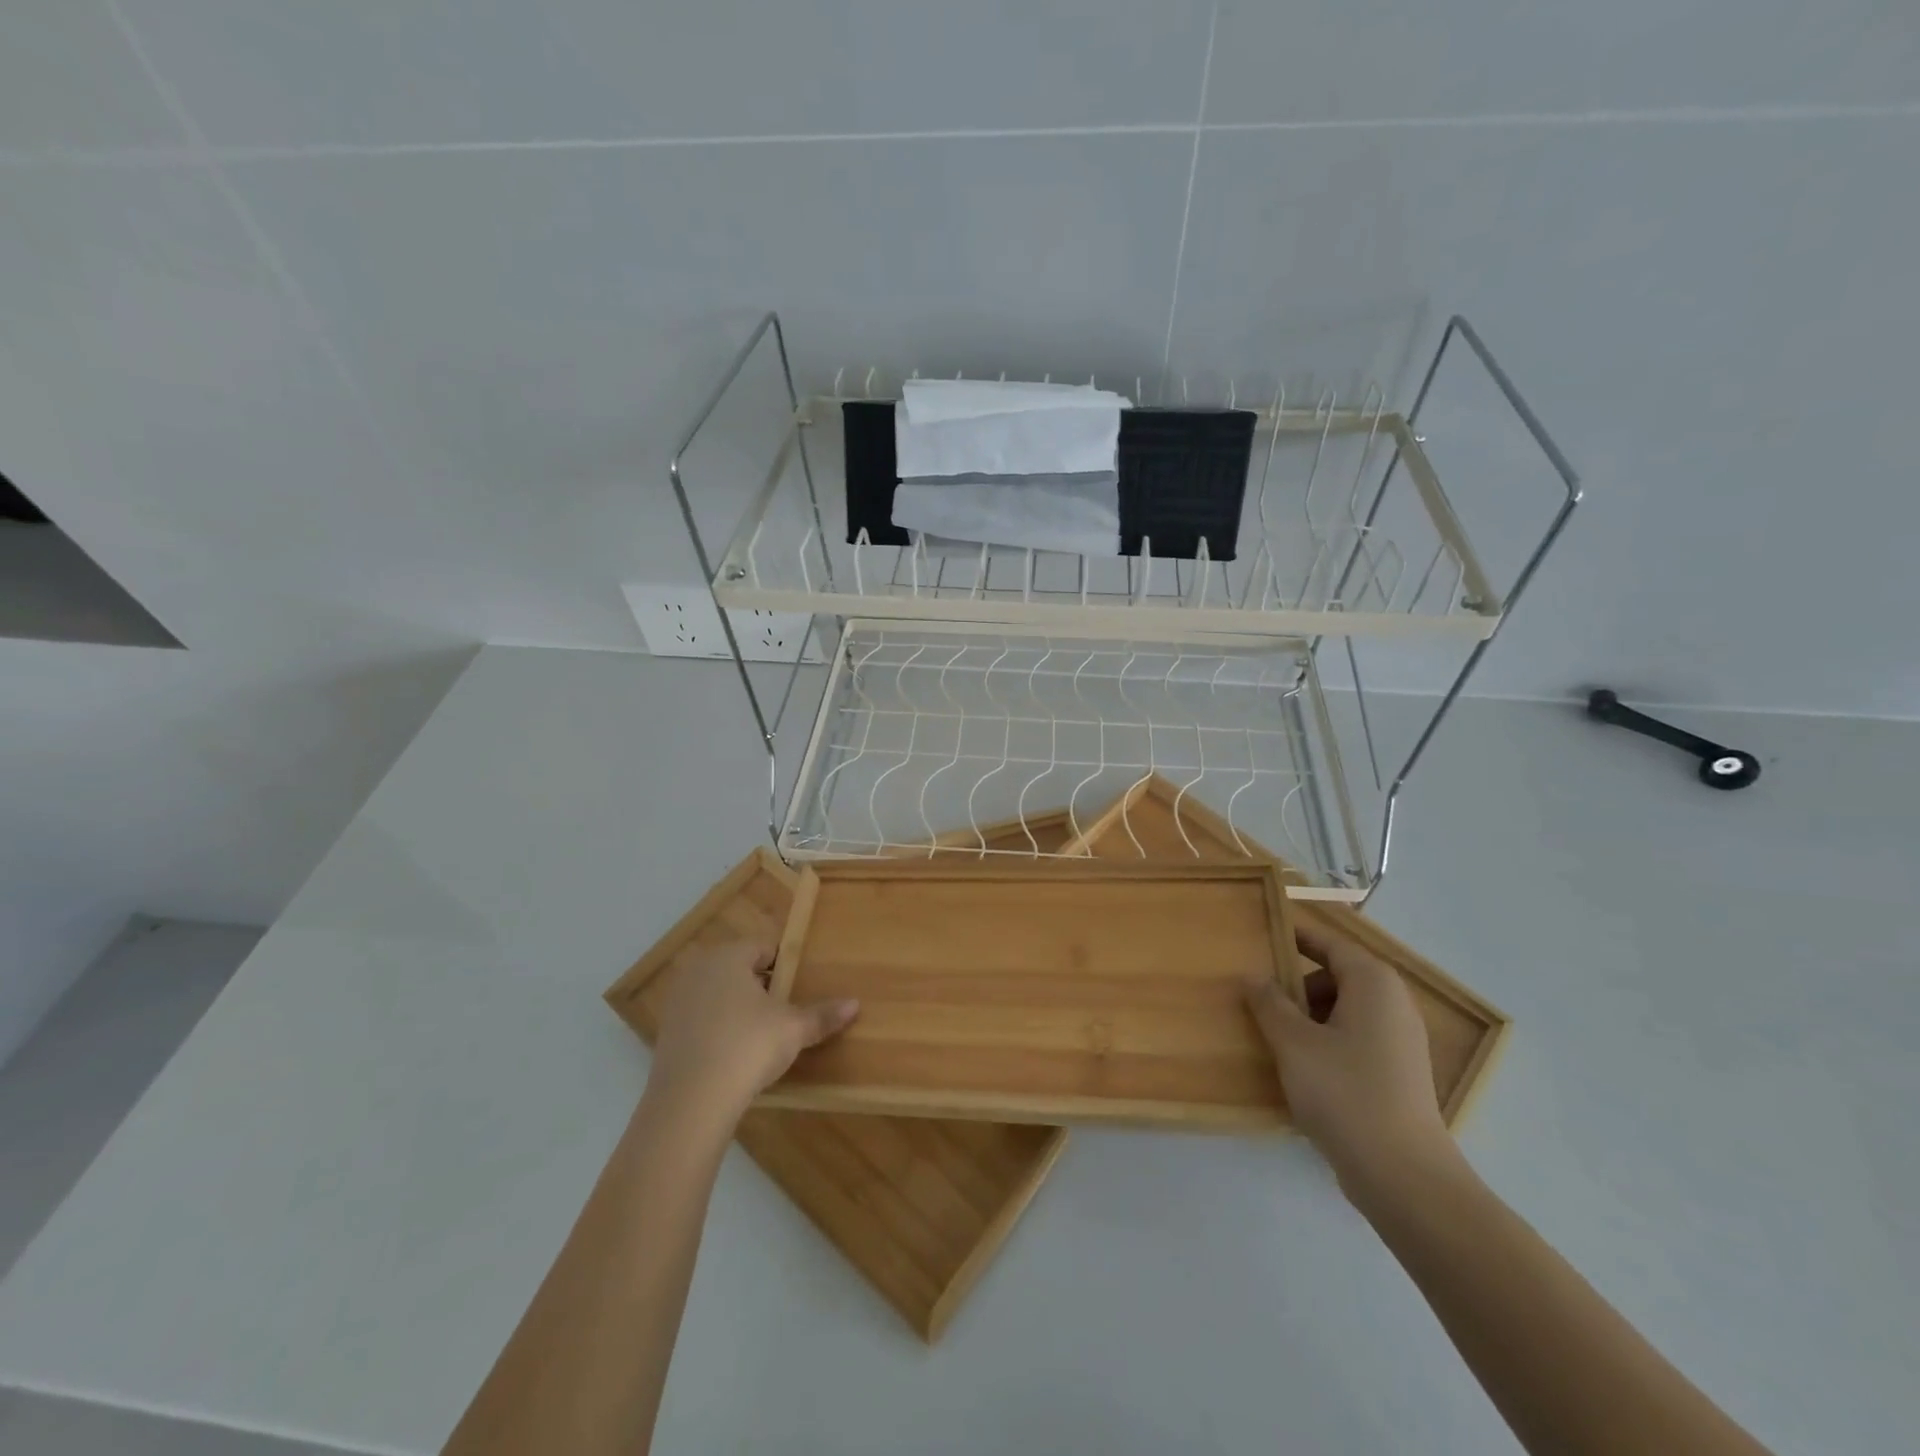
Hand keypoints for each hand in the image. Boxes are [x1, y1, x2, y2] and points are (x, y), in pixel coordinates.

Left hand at [647, 941, 858, 1120]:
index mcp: (728, 956)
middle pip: (739, 969)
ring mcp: (677, 1001)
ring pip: (718, 994)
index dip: (786, 966)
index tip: (799, 988)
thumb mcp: (793, 1029)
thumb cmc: (747, 1047)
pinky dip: (718, 1029)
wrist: (690, 1102)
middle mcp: (698, 969)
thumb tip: (855, 1004)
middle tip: (784, 1011)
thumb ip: (822, 1015)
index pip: (764, 948)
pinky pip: (701, 1020)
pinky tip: (734, 1054)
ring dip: (738, 1008)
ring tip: (761, 1035)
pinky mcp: (666, 1032)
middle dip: (761, 986)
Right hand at [1243, 920, 1453, 1190]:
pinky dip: (1326, 1038)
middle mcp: (1393, 1003)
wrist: (1404, 1175)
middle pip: (1337, 975)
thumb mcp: (1293, 1042)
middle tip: (1258, 993)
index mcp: (1372, 983)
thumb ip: (1269, 1002)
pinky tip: (1300, 1065)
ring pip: (1345, 1008)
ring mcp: (1400, 1040)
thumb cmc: (1345, 1092)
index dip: (1296, 936)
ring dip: (1309, 1013)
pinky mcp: (1398, 1071)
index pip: (1329, 942)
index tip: (1263, 932)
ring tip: (1274, 1032)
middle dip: (1297, 982)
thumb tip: (1253, 975)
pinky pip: (1355, 1036)